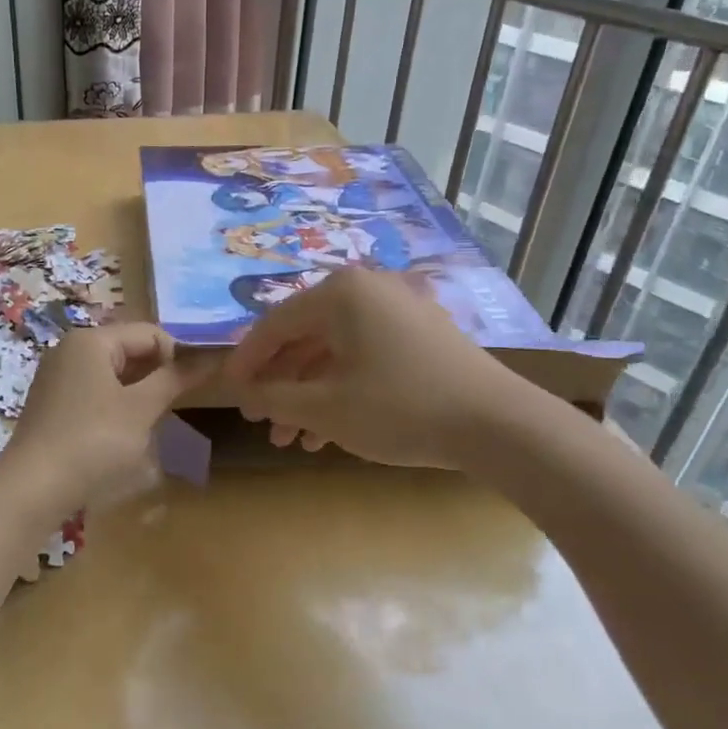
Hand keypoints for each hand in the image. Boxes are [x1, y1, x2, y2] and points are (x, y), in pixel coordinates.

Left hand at [0, 323, 203, 517]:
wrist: (33, 488)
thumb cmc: (94, 441)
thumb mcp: (141, 408)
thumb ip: (174, 379)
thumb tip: (209, 358)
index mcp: (91, 340)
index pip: (150, 333)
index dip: (178, 355)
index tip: (196, 387)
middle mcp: (70, 350)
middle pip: (129, 350)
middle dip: (157, 374)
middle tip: (177, 406)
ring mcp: (57, 377)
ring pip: (112, 374)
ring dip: (138, 392)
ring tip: (153, 421)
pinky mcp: (51, 404)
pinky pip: (94, 392)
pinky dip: (116, 405)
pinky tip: (124, 433)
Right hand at [223, 267, 530, 468]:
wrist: (499, 425)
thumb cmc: (401, 408)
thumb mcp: (326, 408)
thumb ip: (273, 397)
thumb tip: (243, 391)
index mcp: (340, 293)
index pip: (274, 324)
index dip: (247, 361)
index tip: (228, 393)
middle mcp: (368, 289)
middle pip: (304, 338)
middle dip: (280, 386)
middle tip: (261, 421)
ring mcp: (399, 310)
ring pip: (335, 352)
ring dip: (308, 395)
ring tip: (291, 438)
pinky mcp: (422, 334)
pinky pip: (365, 356)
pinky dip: (341, 389)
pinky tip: (327, 432)